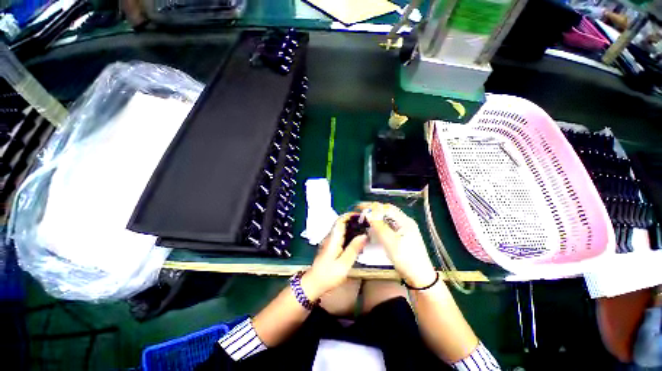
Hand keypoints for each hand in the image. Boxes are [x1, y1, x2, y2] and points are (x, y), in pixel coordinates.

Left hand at [301, 213, 367, 298]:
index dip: (350, 215)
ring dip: (352, 227)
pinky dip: (349, 235)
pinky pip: (341, 236)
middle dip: (353, 220)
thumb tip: (364, 235)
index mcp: (333, 238)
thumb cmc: (328, 275)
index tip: (362, 215)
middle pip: (341, 223)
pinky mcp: (330, 247)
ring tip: (364, 230)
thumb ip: (354, 248)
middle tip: (366, 223)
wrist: (313, 284)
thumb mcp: (344, 263)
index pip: (341, 220)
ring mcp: (329, 241)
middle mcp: (330, 237)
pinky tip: (357, 241)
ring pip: (341, 229)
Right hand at [357, 202, 436, 287]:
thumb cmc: (406, 259)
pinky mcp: (403, 236)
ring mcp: (405, 229)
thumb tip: (369, 213)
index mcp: (405, 221)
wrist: (420, 278)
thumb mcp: (390, 242)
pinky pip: (389, 226)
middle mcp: (406, 222)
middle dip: (373, 211)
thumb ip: (379, 226)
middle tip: (361, 213)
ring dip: (377, 217)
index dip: (372, 206)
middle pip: (387, 211)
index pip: (386, 207)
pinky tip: (374, 229)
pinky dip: (380, 225)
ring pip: (388, 219)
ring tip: (365, 220)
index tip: (359, 208)